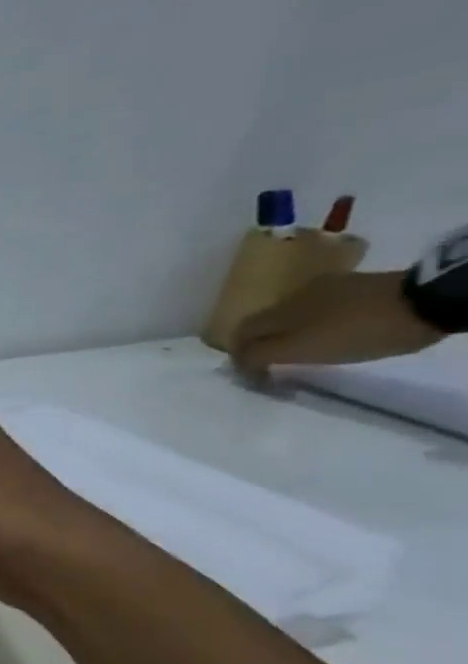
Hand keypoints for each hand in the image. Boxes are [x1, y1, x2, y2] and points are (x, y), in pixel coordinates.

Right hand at [231, 270, 442, 376]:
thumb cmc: (358, 331)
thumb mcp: (304, 350)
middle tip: (272, 365)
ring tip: (304, 349)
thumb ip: (262, 356)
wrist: (427, 301)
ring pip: (292, 314)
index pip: (240, 335)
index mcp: (275, 312)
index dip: (239, 357)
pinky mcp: (356, 286)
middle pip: (263, 323)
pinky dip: (316, 322)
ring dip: (289, 333)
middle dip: (261, 344)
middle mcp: (291, 296)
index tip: (253, 377)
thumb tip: (237, 362)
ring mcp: (326, 287)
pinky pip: (322, 307)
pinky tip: (333, 331)